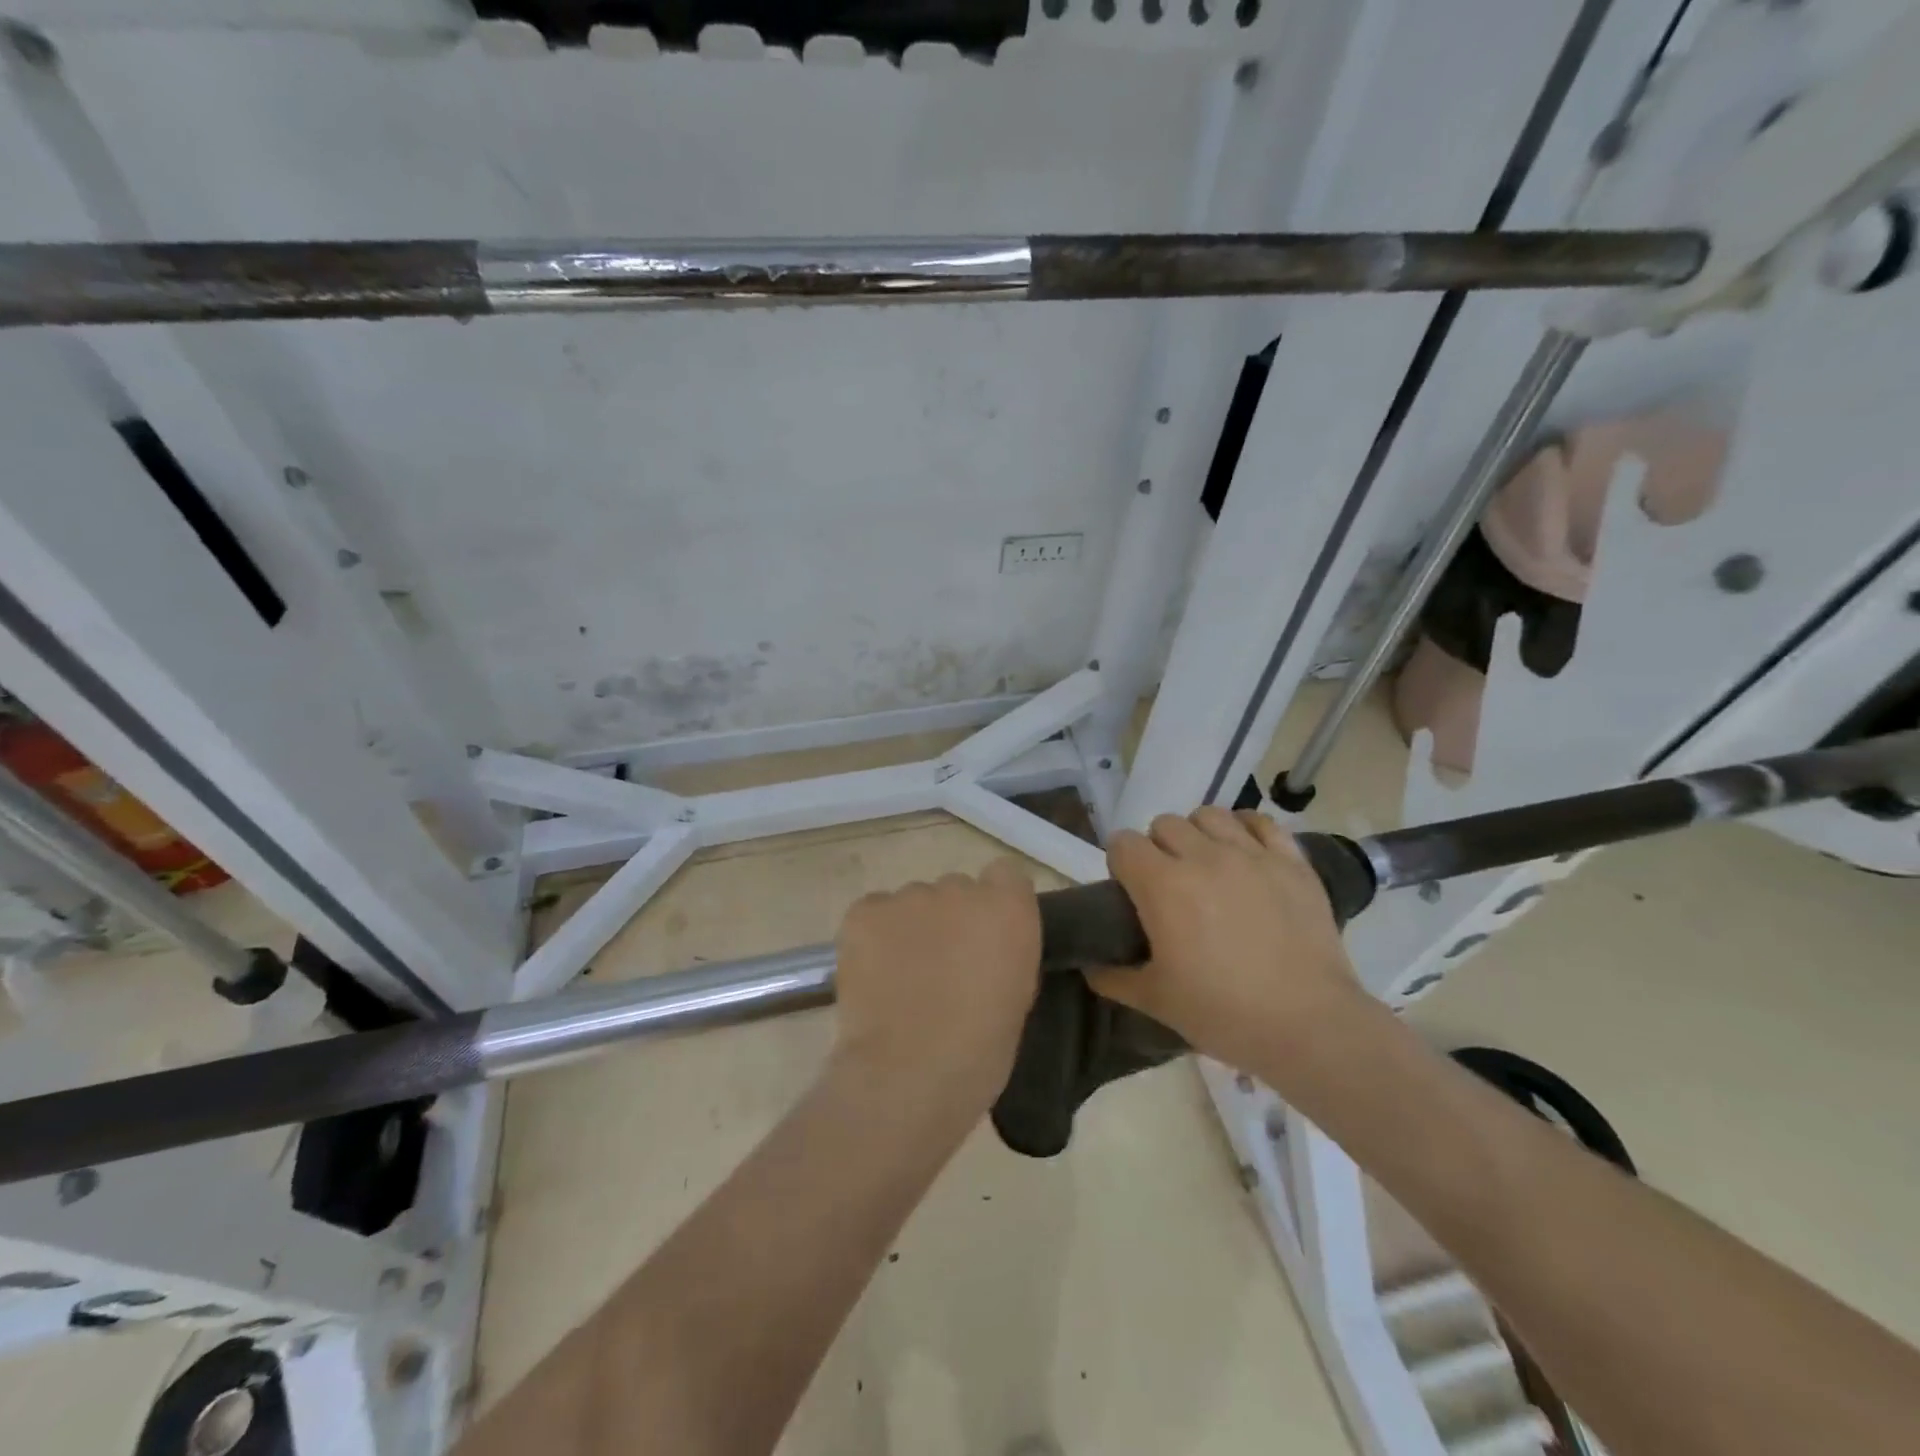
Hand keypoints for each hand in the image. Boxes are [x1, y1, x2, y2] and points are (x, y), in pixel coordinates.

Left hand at [830, 860, 1042, 1123]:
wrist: (909, 1074)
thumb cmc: (980, 1050)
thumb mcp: (1018, 995)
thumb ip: (1005, 952)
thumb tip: (985, 948)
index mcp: (1007, 907)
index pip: (1005, 874)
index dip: (995, 902)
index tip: (987, 936)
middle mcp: (959, 888)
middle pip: (956, 889)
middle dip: (951, 919)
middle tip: (942, 966)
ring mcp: (908, 897)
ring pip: (913, 903)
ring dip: (912, 929)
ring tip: (901, 978)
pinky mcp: (864, 912)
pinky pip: (874, 912)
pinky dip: (874, 936)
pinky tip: (874, 975)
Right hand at [1087, 808, 1365, 1079]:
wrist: (1309, 1026)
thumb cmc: (1223, 1013)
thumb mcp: (1156, 1001)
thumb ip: (1113, 977)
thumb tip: (1088, 965)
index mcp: (1163, 885)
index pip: (1123, 843)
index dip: (1121, 864)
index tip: (1130, 891)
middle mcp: (1203, 856)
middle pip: (1164, 824)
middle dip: (1158, 848)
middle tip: (1170, 885)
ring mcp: (1251, 854)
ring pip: (1210, 815)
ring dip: (1199, 834)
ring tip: (1208, 865)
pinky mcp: (1292, 862)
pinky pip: (1261, 822)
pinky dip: (1247, 830)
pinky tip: (1246, 854)